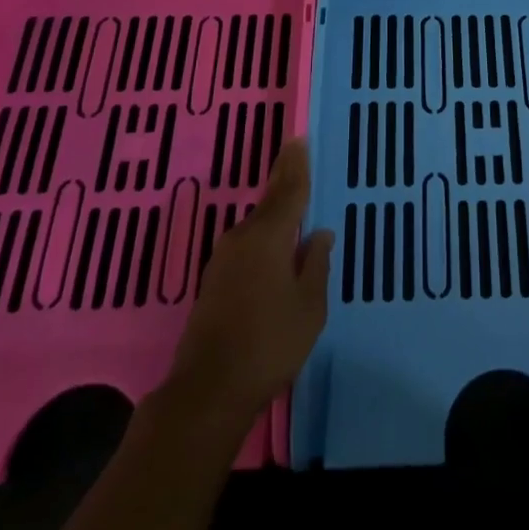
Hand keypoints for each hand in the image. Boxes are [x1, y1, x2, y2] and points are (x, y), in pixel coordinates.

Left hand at [166, 141, 333, 426]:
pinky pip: (246, 244)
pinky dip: (262, 233)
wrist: (208, 389)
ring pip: (256, 223)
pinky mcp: (213, 281)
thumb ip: (316, 264)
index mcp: (270, 237)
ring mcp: (223, 259)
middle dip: (283, 178)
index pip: (289, 191)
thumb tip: (319, 233)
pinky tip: (272, 242)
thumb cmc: (270, 343)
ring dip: (273, 208)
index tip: (299, 140)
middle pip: (269, 201)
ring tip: (289, 195)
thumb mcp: (309, 306)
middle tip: (294, 153)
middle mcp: (243, 238)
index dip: (296, 165)